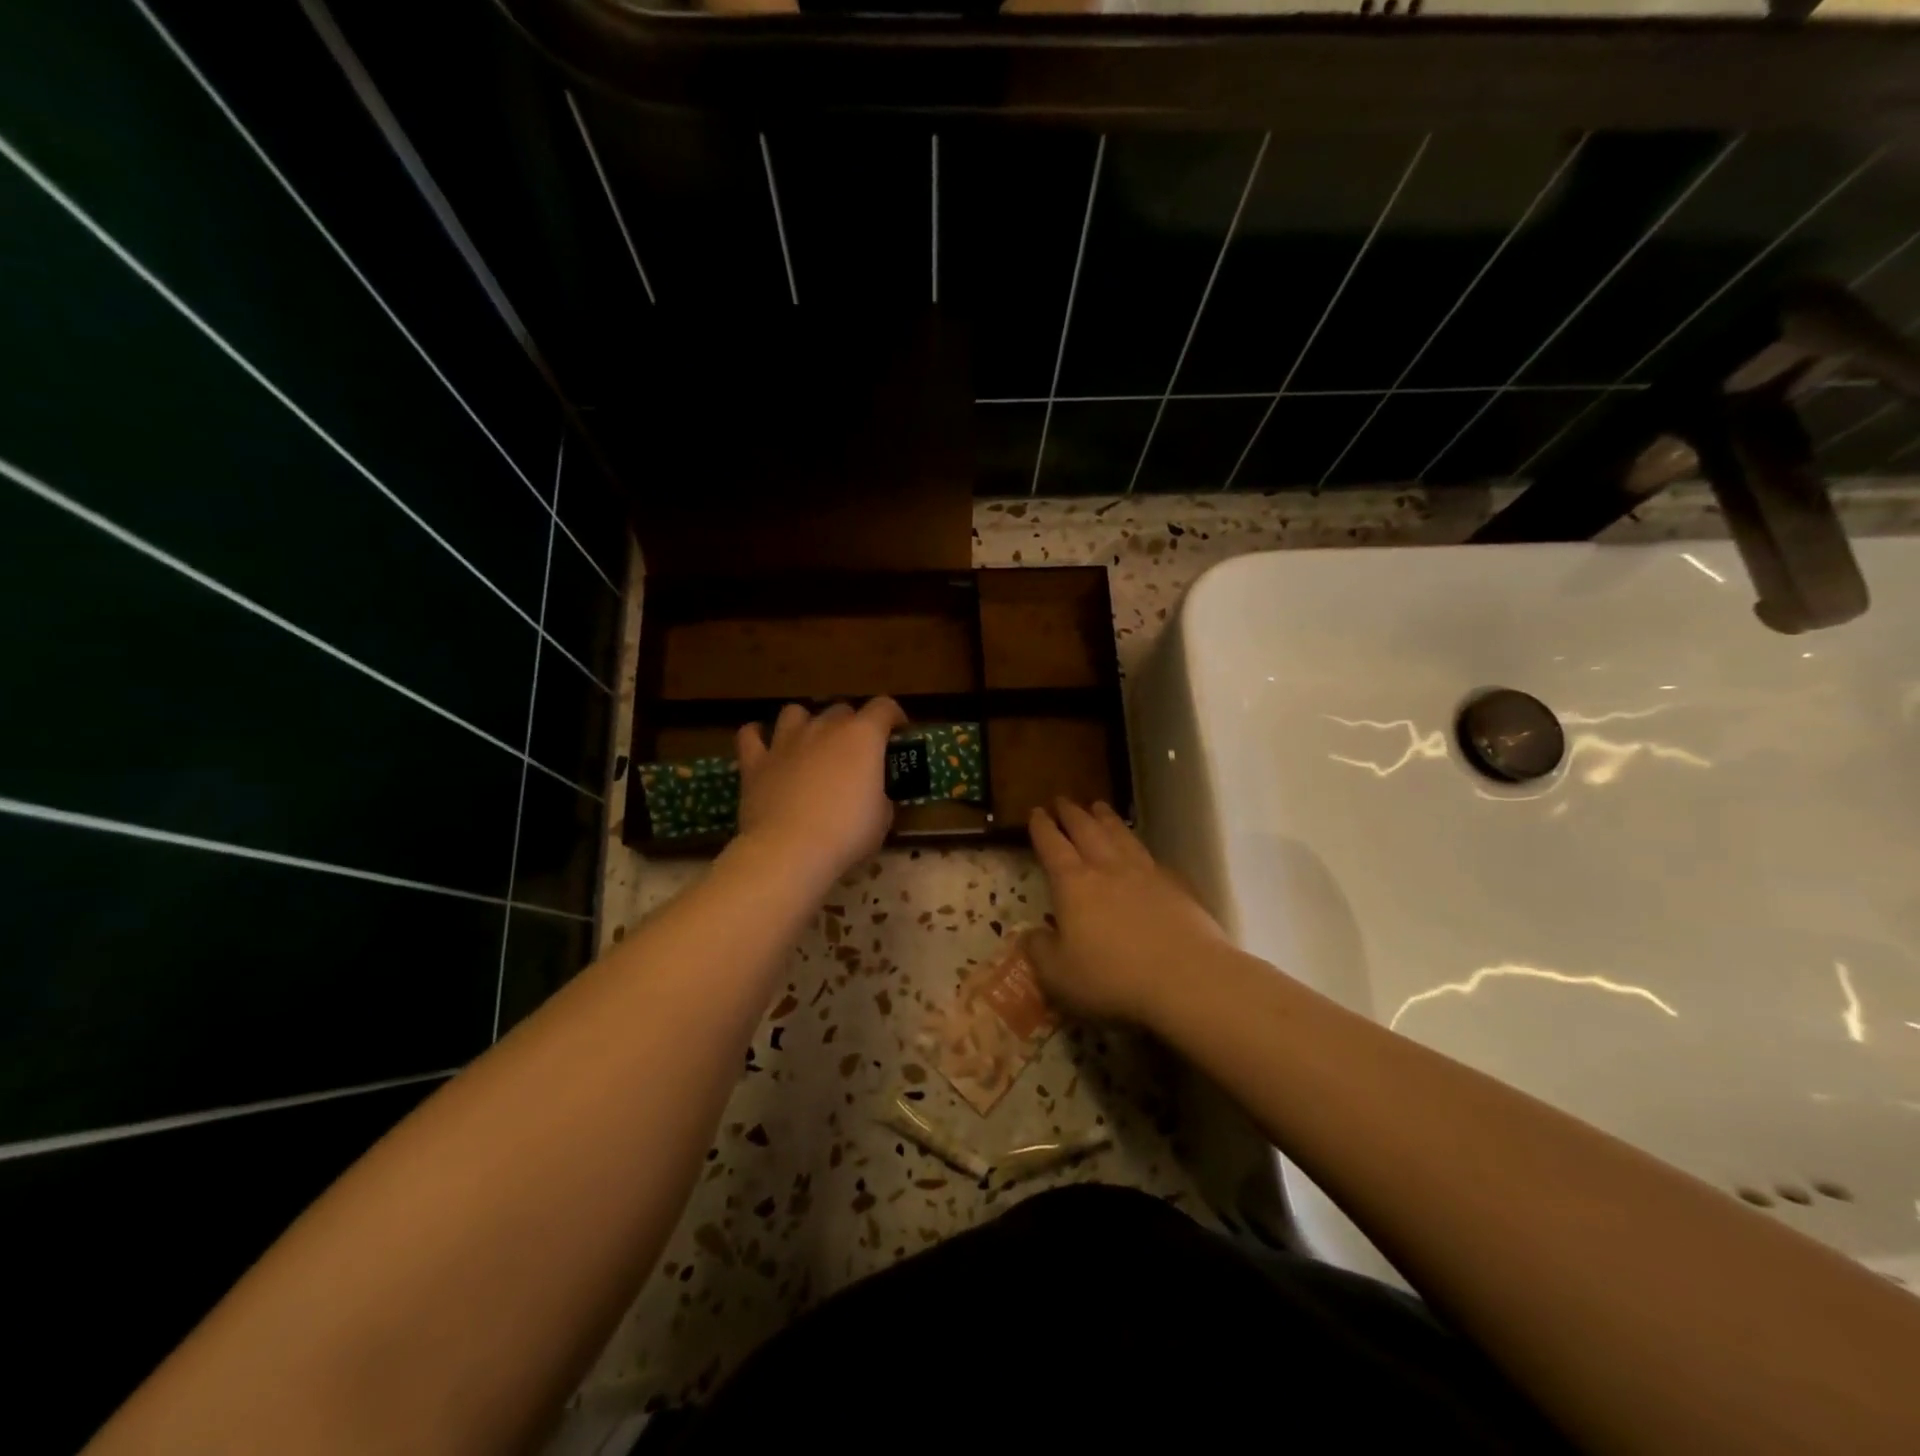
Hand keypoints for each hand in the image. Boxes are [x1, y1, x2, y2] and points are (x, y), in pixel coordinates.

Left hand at [735, 698, 906, 884]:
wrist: (790, 850)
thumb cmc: (847, 834)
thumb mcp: (882, 819)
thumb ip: (880, 797)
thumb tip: (873, 797)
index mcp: (862, 737)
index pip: (884, 707)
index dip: (894, 716)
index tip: (899, 731)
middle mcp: (824, 728)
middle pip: (841, 710)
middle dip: (851, 725)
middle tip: (855, 751)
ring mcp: (786, 742)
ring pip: (795, 712)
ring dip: (805, 723)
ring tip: (810, 743)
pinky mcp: (755, 762)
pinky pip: (751, 735)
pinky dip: (758, 737)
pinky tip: (764, 747)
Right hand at [1024, 799, 1229, 1025]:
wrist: (1186, 978)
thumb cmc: (1113, 978)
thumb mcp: (1058, 975)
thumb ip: (1039, 951)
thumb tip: (1032, 935)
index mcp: (1073, 884)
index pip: (1052, 846)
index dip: (1042, 828)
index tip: (1036, 812)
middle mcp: (1107, 869)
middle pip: (1086, 830)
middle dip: (1071, 814)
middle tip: (1063, 800)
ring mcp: (1145, 873)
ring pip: (1120, 835)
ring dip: (1106, 819)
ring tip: (1098, 807)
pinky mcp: (1176, 885)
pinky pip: (1151, 856)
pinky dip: (1139, 846)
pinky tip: (1140, 849)